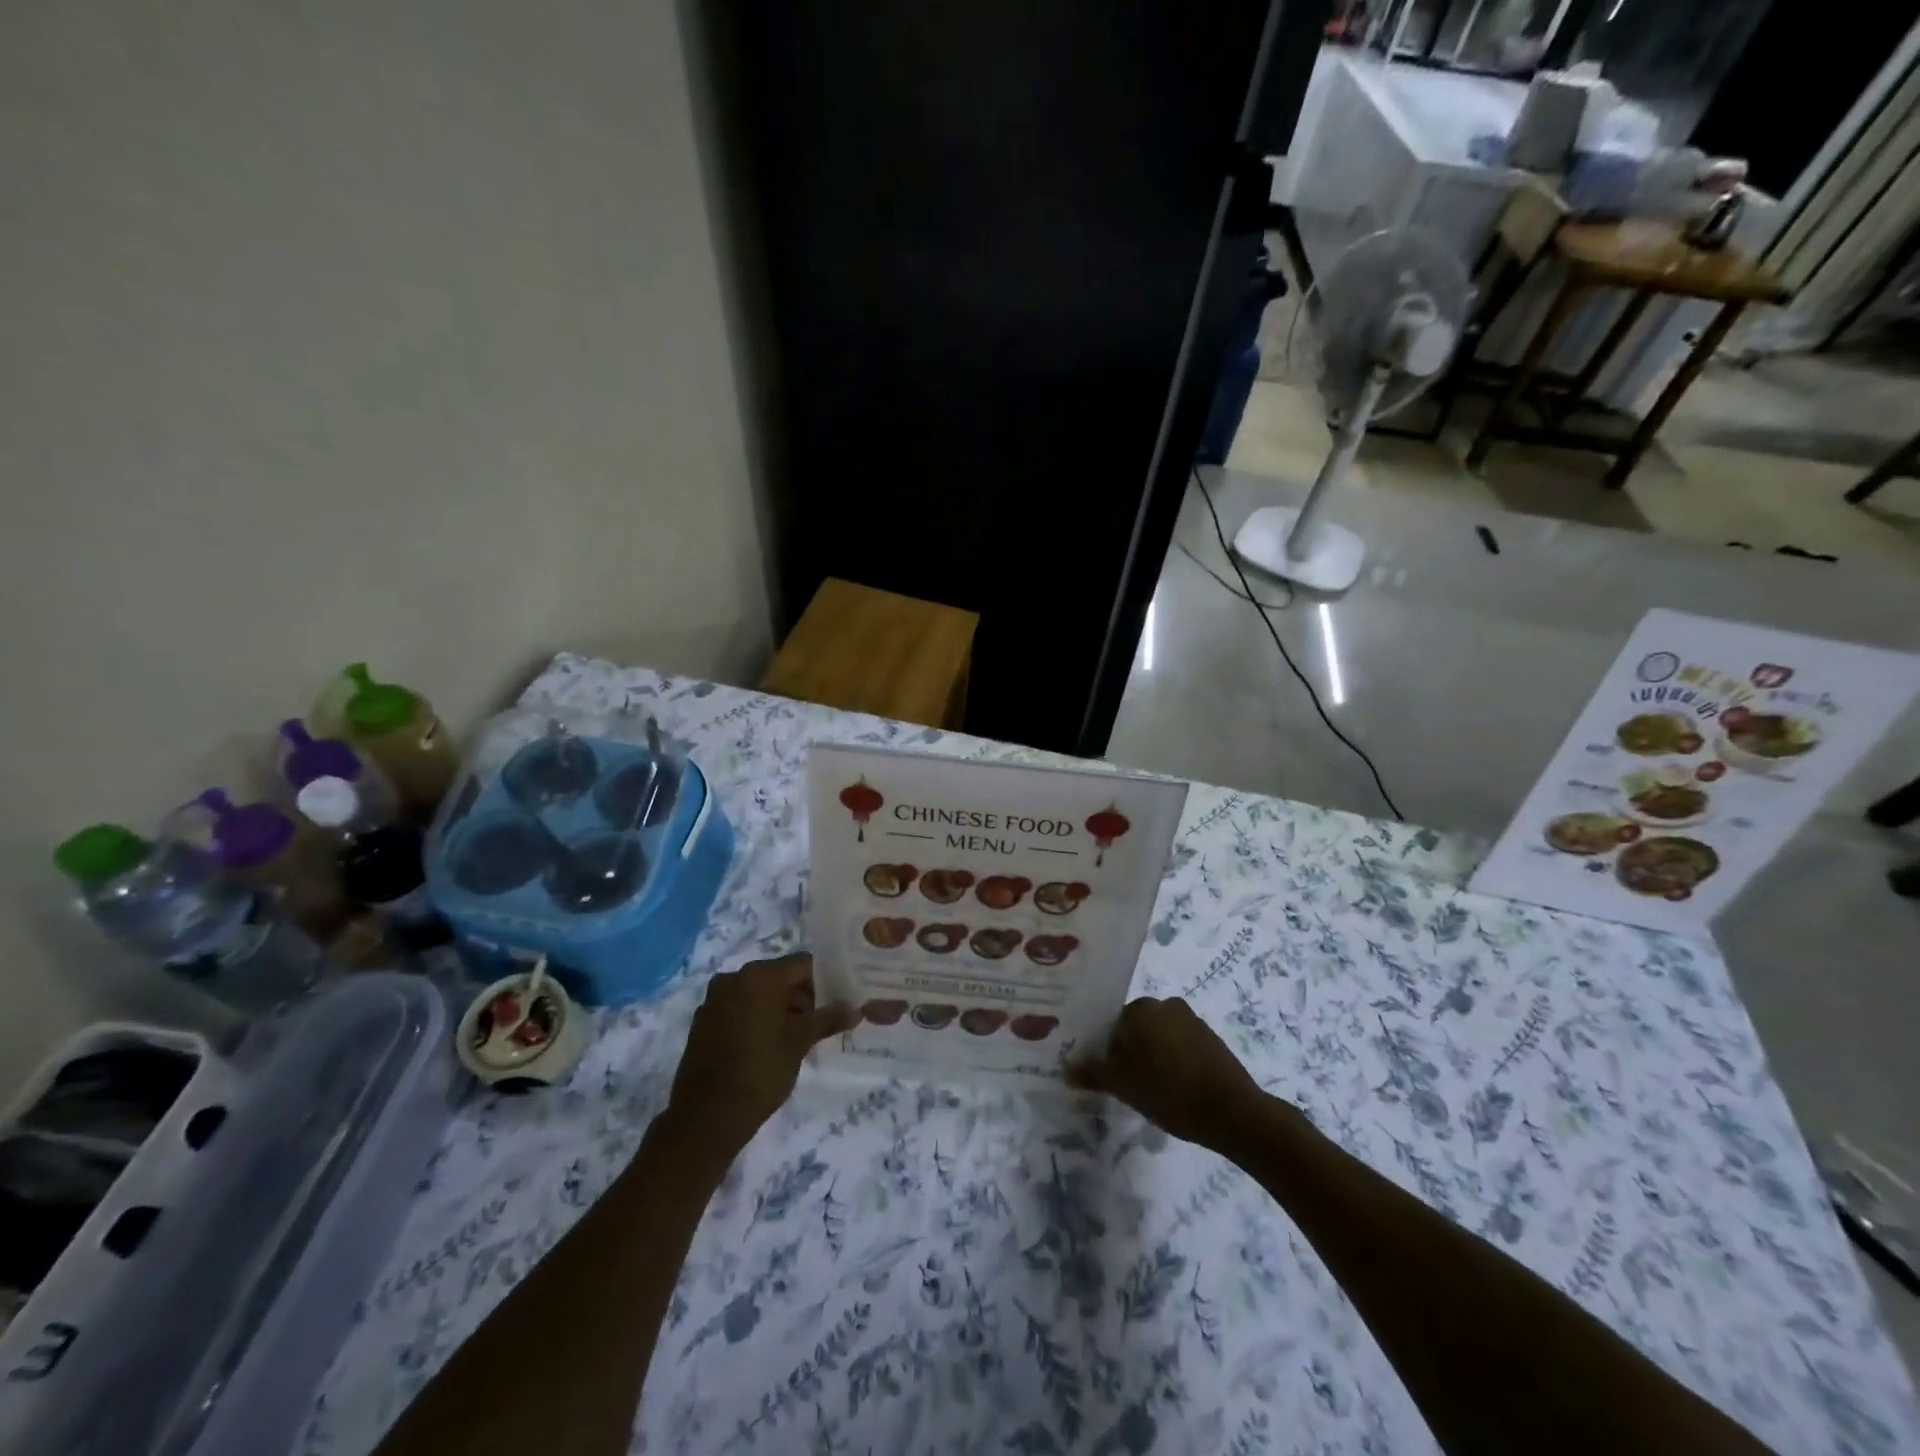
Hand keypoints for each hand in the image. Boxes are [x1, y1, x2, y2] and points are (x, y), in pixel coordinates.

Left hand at [662, 953, 854, 1155]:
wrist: (706, 1117)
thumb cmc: (761, 1070)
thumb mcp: (800, 1042)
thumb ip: (828, 1019)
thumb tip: (855, 1009)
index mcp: (760, 976)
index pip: (802, 964)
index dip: (823, 980)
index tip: (835, 1002)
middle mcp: (734, 979)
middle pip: (778, 977)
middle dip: (800, 997)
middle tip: (818, 1024)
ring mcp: (714, 1000)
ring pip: (757, 994)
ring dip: (777, 1009)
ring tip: (794, 1038)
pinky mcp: (702, 1023)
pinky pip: (737, 1010)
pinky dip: (754, 1019)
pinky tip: (765, 1046)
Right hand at [1068, 997, 1264, 1150]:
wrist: (1233, 1111)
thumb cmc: (1169, 1092)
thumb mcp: (1123, 1087)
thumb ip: (1093, 1073)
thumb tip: (1065, 1069)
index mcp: (1140, 1008)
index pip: (1110, 1024)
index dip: (1105, 1052)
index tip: (1108, 1077)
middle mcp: (1164, 1004)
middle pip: (1135, 1028)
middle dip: (1128, 1053)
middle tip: (1126, 1086)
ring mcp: (1191, 1019)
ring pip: (1158, 1037)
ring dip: (1152, 1057)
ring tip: (1151, 1091)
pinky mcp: (1211, 1038)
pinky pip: (1180, 1045)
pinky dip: (1173, 1061)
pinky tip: (1175, 1089)